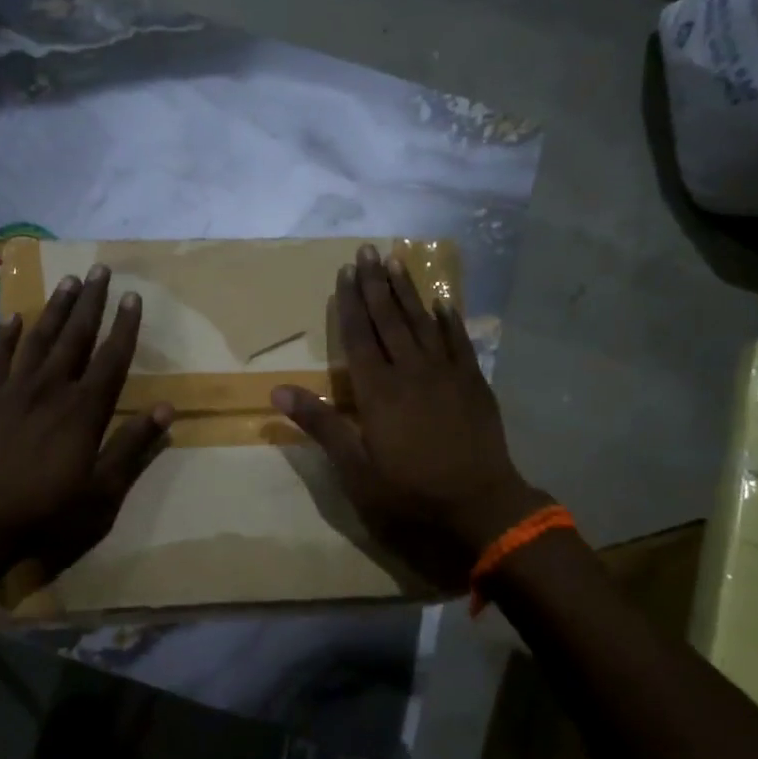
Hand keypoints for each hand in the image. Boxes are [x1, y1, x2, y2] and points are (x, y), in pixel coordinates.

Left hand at [0, 266, 172, 578]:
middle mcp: (51, 389)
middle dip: (91, 302)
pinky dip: (4, 336)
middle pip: (75, 336)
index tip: (133, 297)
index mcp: (84, 410)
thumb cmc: (44, 512)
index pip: (112, 358)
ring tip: (67, 281)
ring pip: (38, 339)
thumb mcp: (101, 492)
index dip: (125, 327)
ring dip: (55, 309)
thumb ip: (132, 447)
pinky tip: (12, 318)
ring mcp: (13, 390)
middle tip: (99, 269)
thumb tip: (166, 409)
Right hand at [273, 245, 547, 591]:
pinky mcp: (474, 382)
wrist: (479, 507)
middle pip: (390, 319)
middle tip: (367, 251)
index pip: (359, 336)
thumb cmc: (409, 492)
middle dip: (376, 284)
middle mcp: (411, 371)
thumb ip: (321, 424)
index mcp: (378, 391)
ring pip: (423, 322)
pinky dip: (449, 319)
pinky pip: (459, 341)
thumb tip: (278, 390)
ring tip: (396, 262)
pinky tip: (442, 301)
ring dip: (408, 291)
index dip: (349, 303)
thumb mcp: (355, 469)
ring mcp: (447, 374)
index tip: (344, 272)